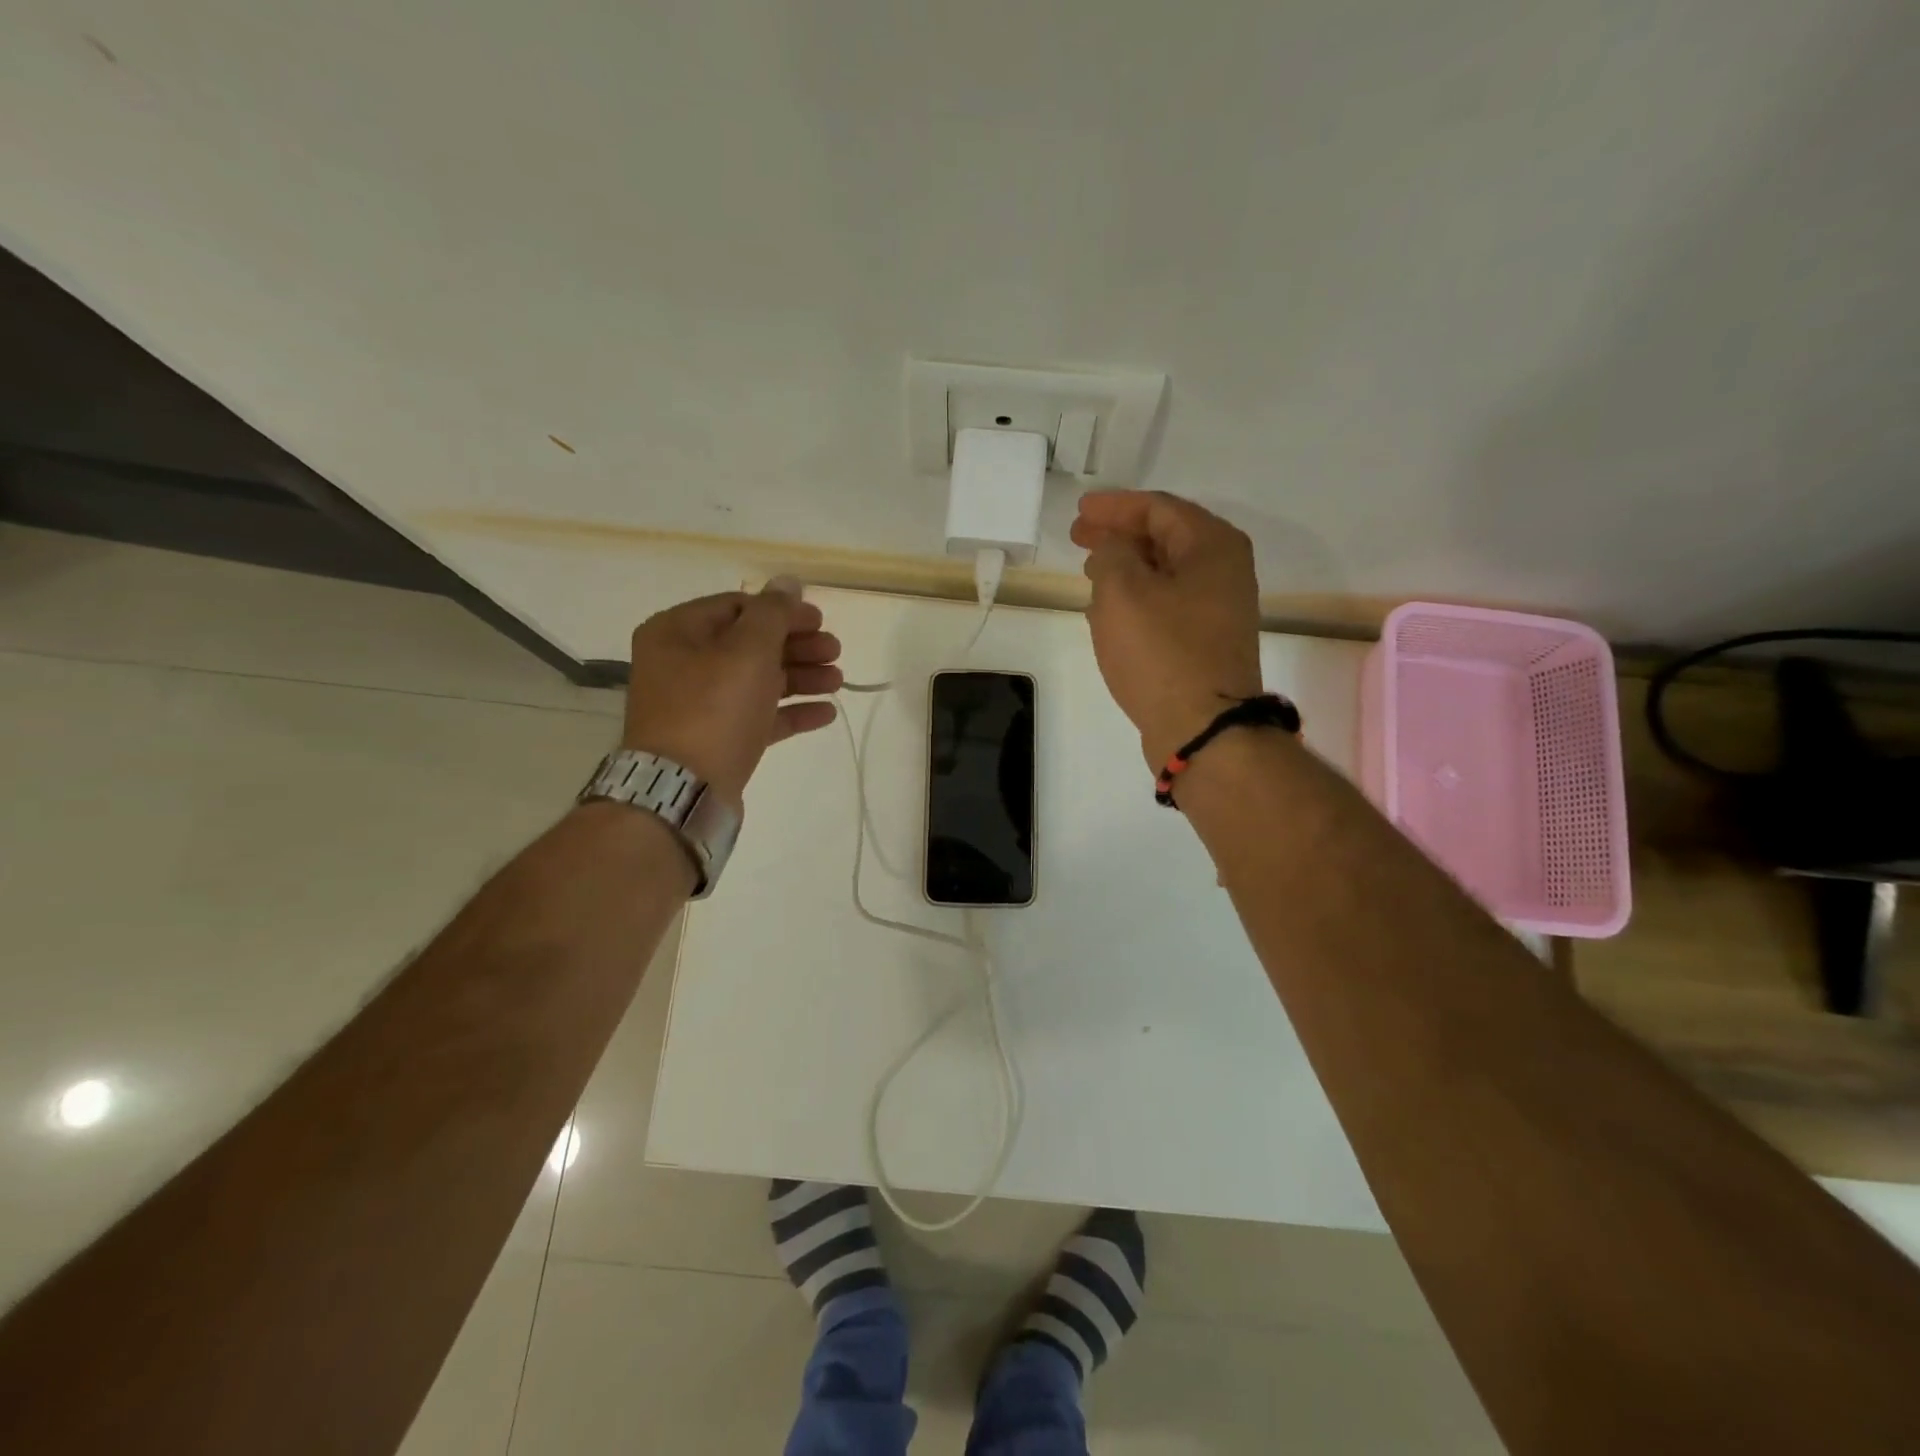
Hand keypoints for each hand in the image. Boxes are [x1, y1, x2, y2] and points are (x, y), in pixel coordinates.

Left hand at [620, 578, 842, 804]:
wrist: (682, 790)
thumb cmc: (713, 708)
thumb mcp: (747, 651)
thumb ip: (773, 613)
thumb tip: (788, 581)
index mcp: (678, 632)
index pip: (738, 606)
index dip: (782, 611)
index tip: (821, 621)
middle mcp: (683, 664)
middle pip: (751, 644)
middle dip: (798, 646)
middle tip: (836, 651)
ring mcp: (699, 705)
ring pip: (758, 680)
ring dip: (801, 677)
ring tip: (839, 682)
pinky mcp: (717, 740)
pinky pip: (759, 716)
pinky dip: (791, 711)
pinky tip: (827, 712)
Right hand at [1070, 490, 1262, 767]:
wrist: (1202, 727)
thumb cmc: (1161, 652)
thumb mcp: (1122, 591)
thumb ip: (1111, 553)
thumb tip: (1115, 550)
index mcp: (1212, 546)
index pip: (1158, 508)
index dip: (1114, 507)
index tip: (1079, 512)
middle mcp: (1224, 571)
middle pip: (1165, 538)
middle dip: (1120, 535)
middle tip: (1079, 537)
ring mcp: (1218, 609)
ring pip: (1165, 572)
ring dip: (1127, 567)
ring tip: (1090, 570)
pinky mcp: (1206, 642)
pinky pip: (1167, 603)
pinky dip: (1138, 598)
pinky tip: (1110, 610)